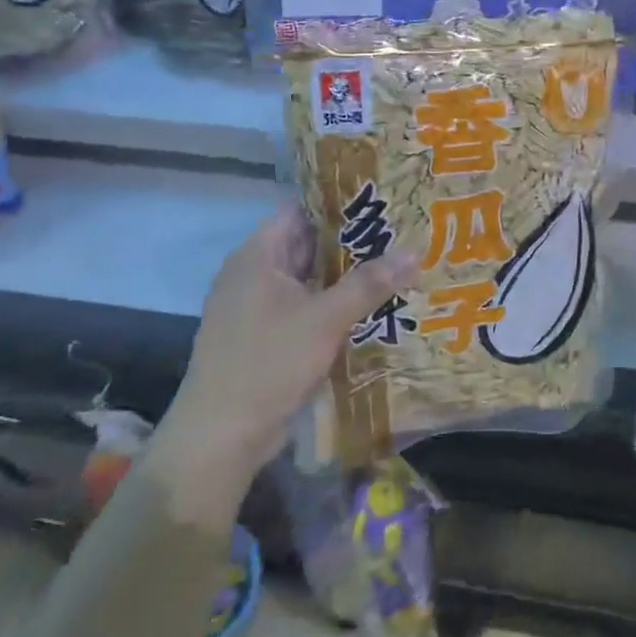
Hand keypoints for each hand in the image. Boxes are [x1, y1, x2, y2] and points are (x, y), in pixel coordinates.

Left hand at [146, 205, 415, 525]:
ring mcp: (256, 307)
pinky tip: (370, 309)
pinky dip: (332, 305)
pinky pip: (304, 308)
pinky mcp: (264, 336)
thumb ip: (369, 283)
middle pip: (307, 245)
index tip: (382, 202)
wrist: (221, 435)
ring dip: (345, 277)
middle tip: (401, 234)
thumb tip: (415, 251)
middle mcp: (253, 274)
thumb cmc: (268, 363)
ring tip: (395, 267)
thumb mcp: (325, 319)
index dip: (339, 203)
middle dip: (352, 242)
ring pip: (308, 280)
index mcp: (257, 256)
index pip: (301, 210)